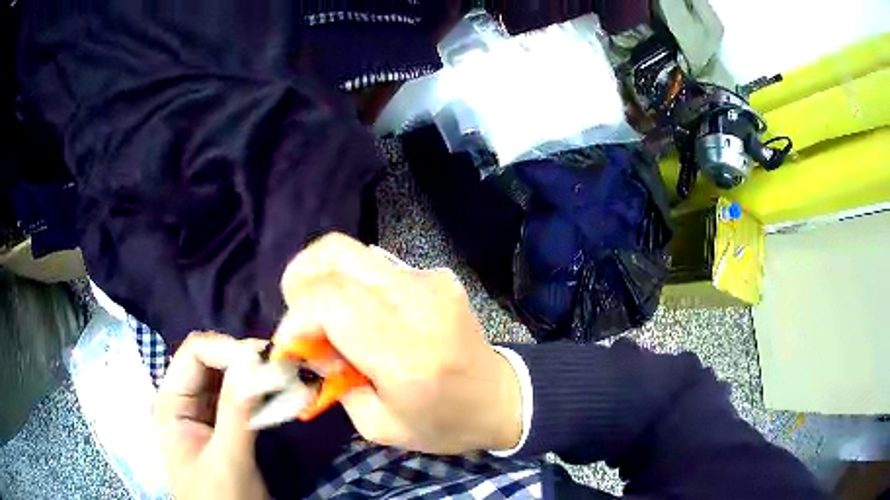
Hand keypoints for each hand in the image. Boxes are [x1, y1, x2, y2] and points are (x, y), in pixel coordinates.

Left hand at [153, 332, 269, 499]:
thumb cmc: (221, 499)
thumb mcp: (228, 459)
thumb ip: (237, 411)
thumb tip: (253, 360)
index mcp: (172, 402)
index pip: (195, 353)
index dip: (228, 349)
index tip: (267, 359)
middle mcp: (185, 399)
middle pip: (212, 360)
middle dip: (245, 359)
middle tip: (284, 366)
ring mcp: (205, 412)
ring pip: (228, 376)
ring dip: (256, 374)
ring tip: (286, 378)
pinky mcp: (224, 424)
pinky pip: (241, 397)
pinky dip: (261, 393)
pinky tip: (281, 396)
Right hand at [273, 233, 522, 454]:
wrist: (501, 398)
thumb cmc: (441, 423)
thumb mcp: (377, 425)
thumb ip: (333, 380)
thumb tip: (305, 342)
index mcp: (406, 355)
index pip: (330, 302)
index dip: (296, 317)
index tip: (289, 344)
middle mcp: (419, 305)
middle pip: (336, 257)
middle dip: (300, 282)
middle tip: (297, 316)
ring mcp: (431, 282)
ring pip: (352, 252)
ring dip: (323, 278)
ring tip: (321, 314)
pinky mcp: (437, 275)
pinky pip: (375, 264)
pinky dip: (351, 282)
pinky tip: (357, 313)